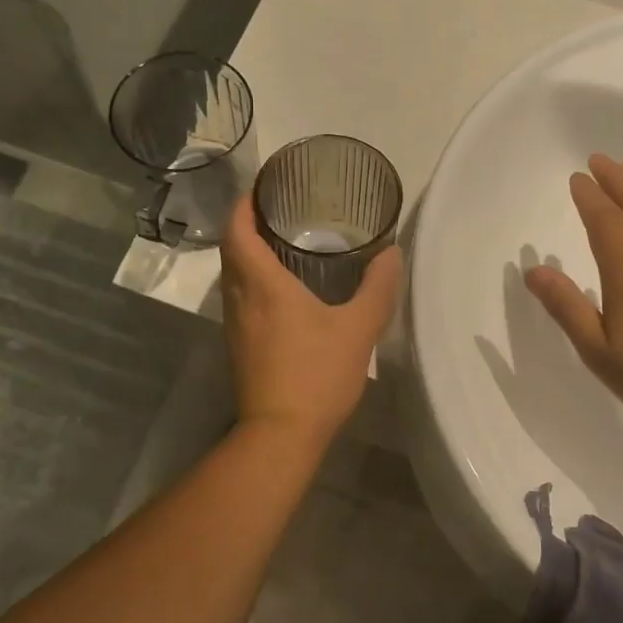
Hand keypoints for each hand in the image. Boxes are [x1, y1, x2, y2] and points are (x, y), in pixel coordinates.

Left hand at [220, 194, 403, 445]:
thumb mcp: (358, 329)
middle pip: (230, 250)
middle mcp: (240, 299)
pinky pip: (238, 300)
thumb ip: (378, 288)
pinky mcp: (238, 348)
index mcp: (262, 285)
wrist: (280, 434)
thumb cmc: (317, 375)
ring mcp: (234, 326)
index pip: (238, 231)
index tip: (262, 188)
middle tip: (277, 211)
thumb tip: (391, 254)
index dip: (244, 204)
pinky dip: (251, 282)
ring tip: (280, 244)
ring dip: (246, 255)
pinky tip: (280, 292)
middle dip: (245, 225)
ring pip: (231, 277)